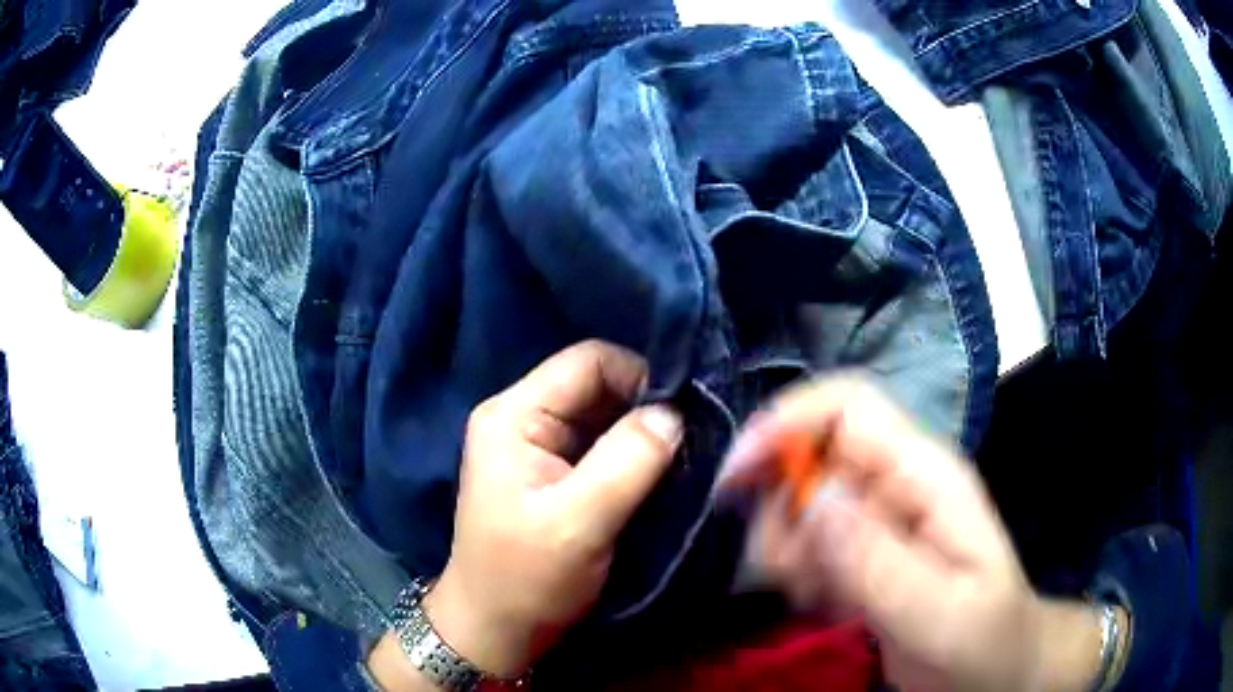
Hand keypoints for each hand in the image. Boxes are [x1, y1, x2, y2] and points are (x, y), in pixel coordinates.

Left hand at [422, 340, 679, 676]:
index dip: (639, 376)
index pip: (588, 362)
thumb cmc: (526, 578)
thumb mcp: (578, 522)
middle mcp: (524, 418)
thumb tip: (676, 413)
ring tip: (685, 456)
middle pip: (598, 386)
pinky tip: (663, 473)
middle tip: (693, 437)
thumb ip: (628, 461)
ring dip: (645, 434)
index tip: (684, 413)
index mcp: (514, 415)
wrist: (498, 628)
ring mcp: (540, 447)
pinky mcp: (557, 474)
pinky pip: (605, 446)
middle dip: (646, 407)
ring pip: (606, 417)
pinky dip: (636, 455)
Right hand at [717, 376, 1109, 691]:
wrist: (996, 671)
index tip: (735, 480)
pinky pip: (803, 543)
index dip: (785, 422)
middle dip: (780, 511)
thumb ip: (882, 562)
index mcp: (925, 476)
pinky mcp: (861, 551)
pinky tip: (827, 604)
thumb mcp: (941, 615)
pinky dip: (796, 574)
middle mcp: (896, 483)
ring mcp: (876, 519)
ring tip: (823, 598)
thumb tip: (814, 499)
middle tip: (797, 576)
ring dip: (786, 551)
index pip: (847, 406)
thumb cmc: (984, 642)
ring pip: (797, 502)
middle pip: (808, 454)